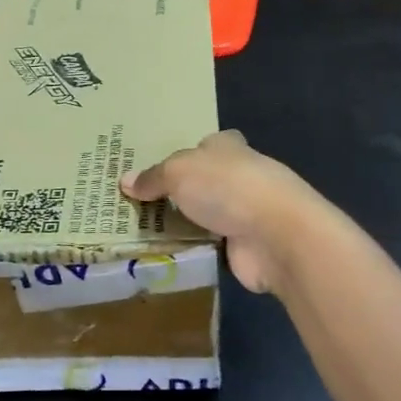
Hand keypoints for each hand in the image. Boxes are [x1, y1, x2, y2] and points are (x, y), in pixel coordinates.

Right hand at [119, 130, 332, 294]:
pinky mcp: (246, 246)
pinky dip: (194, 249)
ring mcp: (246, 213)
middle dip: (181, 191)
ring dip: (186, 223)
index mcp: (227, 147)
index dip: (186, 154)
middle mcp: (239, 175)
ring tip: (143, 232)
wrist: (275, 234)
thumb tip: (125, 181)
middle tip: (139, 204)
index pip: (206, 145)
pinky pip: (211, 245)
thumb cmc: (227, 187)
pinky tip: (167, 255)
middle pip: (205, 181)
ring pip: (207, 215)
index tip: (158, 169)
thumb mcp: (178, 172)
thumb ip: (153, 177)